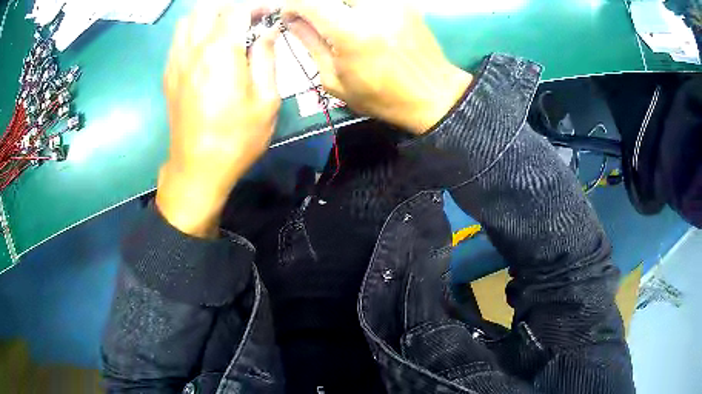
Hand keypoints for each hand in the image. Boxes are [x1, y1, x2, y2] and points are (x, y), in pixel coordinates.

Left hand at [156, 3, 280, 237]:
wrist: (197, 169)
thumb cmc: (236, 139)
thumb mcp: (266, 101)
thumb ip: (266, 57)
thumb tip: (268, 31)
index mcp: (220, 52)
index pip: (237, 9)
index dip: (257, 7)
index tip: (269, 15)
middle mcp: (194, 49)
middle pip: (207, 7)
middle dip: (231, 8)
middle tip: (247, 21)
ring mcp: (177, 61)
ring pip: (189, 19)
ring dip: (209, 16)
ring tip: (226, 30)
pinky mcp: (169, 74)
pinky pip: (178, 38)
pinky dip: (194, 31)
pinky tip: (206, 46)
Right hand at [283, 0, 471, 133]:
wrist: (433, 95)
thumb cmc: (381, 96)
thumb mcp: (335, 80)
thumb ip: (311, 43)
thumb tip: (293, 20)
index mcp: (352, 33)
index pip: (309, 1)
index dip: (293, 5)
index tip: (290, 16)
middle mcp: (374, 9)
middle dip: (316, 4)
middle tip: (313, 18)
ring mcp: (393, 3)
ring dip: (338, 6)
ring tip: (338, 23)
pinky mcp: (405, 3)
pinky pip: (371, 1)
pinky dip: (357, 7)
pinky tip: (359, 21)